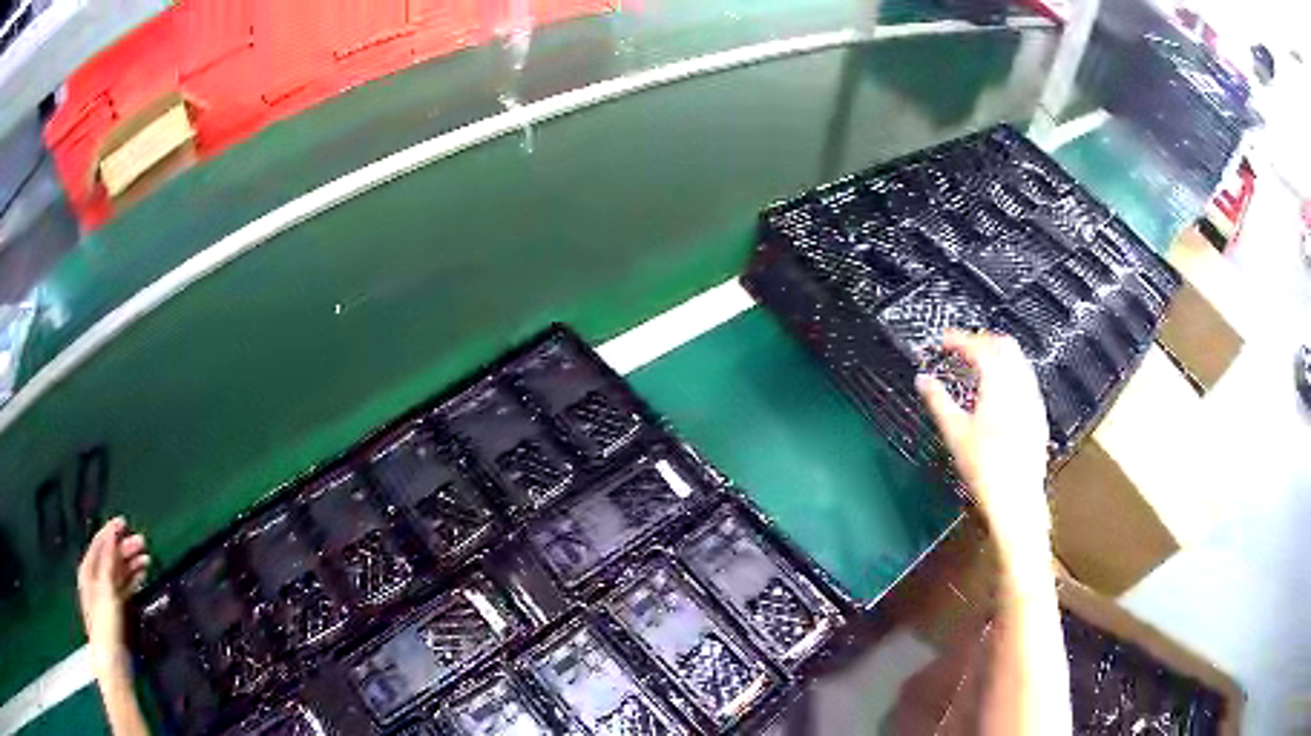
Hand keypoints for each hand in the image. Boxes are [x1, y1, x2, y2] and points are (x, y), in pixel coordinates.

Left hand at [78, 518, 149, 675]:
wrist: (112, 660)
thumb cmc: (105, 623)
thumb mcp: (105, 590)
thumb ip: (108, 561)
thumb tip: (112, 533)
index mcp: (88, 570)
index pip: (99, 544)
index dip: (110, 532)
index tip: (124, 522)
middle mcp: (95, 579)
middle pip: (110, 558)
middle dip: (125, 549)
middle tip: (143, 543)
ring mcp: (106, 595)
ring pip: (119, 572)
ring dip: (131, 563)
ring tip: (146, 558)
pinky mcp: (116, 609)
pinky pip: (124, 586)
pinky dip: (133, 578)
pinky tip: (142, 575)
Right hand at [916, 331, 1050, 554]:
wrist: (1016, 499)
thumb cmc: (986, 469)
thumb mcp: (955, 433)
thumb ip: (938, 401)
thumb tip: (923, 380)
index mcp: (998, 384)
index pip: (979, 347)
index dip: (959, 339)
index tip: (944, 339)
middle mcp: (1020, 385)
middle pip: (1004, 345)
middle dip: (981, 340)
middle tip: (961, 347)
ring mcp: (1032, 399)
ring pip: (1018, 360)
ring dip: (997, 354)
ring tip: (978, 365)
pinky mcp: (1038, 414)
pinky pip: (1025, 379)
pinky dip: (1009, 372)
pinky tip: (998, 390)